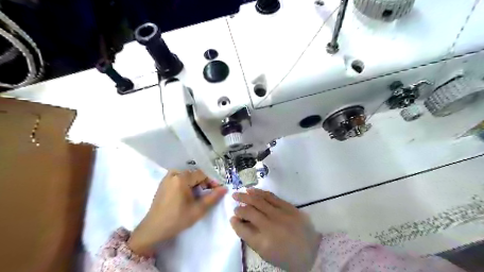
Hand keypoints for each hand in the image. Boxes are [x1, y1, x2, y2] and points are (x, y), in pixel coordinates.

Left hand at [128, 169, 228, 256]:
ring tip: (199, 195)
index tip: (217, 190)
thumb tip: (225, 188)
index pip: (202, 174)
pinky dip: (187, 184)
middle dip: (203, 183)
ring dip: (195, 183)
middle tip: (208, 194)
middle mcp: (173, 174)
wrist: (153, 229)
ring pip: (187, 176)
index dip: (212, 181)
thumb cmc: (176, 219)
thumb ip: (213, 197)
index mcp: (181, 178)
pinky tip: (188, 195)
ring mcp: (167, 178)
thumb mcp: (198, 210)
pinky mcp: (163, 183)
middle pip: (194, 174)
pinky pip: (179, 179)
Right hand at [231, 189, 319, 271]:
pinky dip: (260, 192)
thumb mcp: (266, 254)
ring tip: (239, 193)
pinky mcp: (289, 207)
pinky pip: (271, 197)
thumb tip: (240, 223)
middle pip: (249, 211)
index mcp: (263, 243)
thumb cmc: (286, 256)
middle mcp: (270, 226)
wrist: (312, 252)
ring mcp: (281, 215)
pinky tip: (253, 190)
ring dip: (247, 196)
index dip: (235, 222)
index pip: (242, 229)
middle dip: (239, 207)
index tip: (232, 218)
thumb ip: (251, 238)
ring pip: (259, 201)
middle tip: (234, 203)